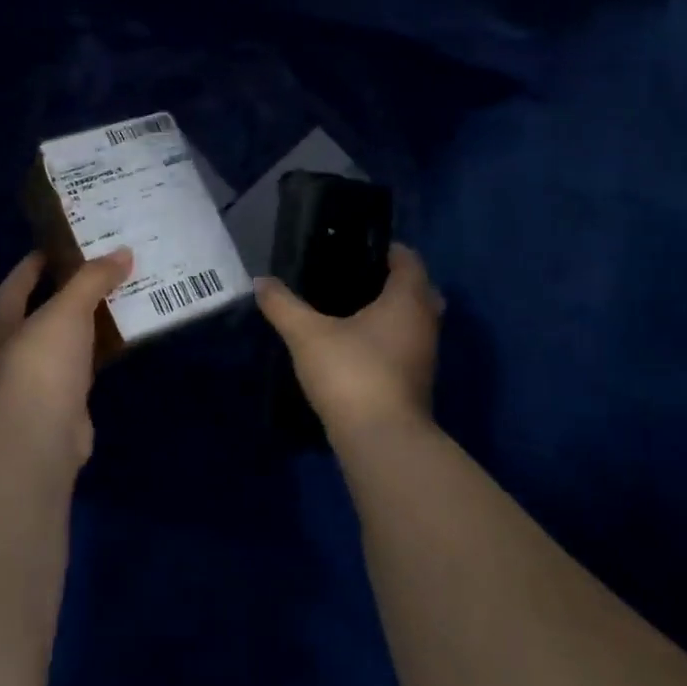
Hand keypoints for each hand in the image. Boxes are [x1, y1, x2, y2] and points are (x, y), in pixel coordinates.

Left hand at [0, 247, 133, 465]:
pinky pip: (83, 366)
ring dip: (88, 323)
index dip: (37, 262)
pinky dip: (99, 352)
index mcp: (3, 322)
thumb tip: (123, 252)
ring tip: (120, 298)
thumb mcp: (68, 309)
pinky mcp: (63, 401)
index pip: (17, 282)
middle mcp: (13, 349)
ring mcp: (37, 379)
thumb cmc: (43, 361)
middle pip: (42, 311)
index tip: (63, 244)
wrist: (42, 434)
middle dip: (69, 291)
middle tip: (102, 270)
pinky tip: (122, 340)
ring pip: (65, 340)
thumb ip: (93, 279)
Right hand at [256, 243, 442, 434]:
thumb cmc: (351, 372)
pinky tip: (358, 345)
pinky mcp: (416, 383)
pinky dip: (389, 339)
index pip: (409, 260)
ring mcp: (425, 356)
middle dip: (393, 281)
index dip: (389, 249)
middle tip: (355, 278)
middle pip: (419, 290)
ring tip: (352, 310)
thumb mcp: (307, 334)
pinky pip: (407, 346)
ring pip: (414, 321)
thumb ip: (283, 305)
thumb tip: (261, 281)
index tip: (358, 246)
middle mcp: (425, 323)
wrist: (380, 439)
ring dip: (393, 313)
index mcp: (407, 300)